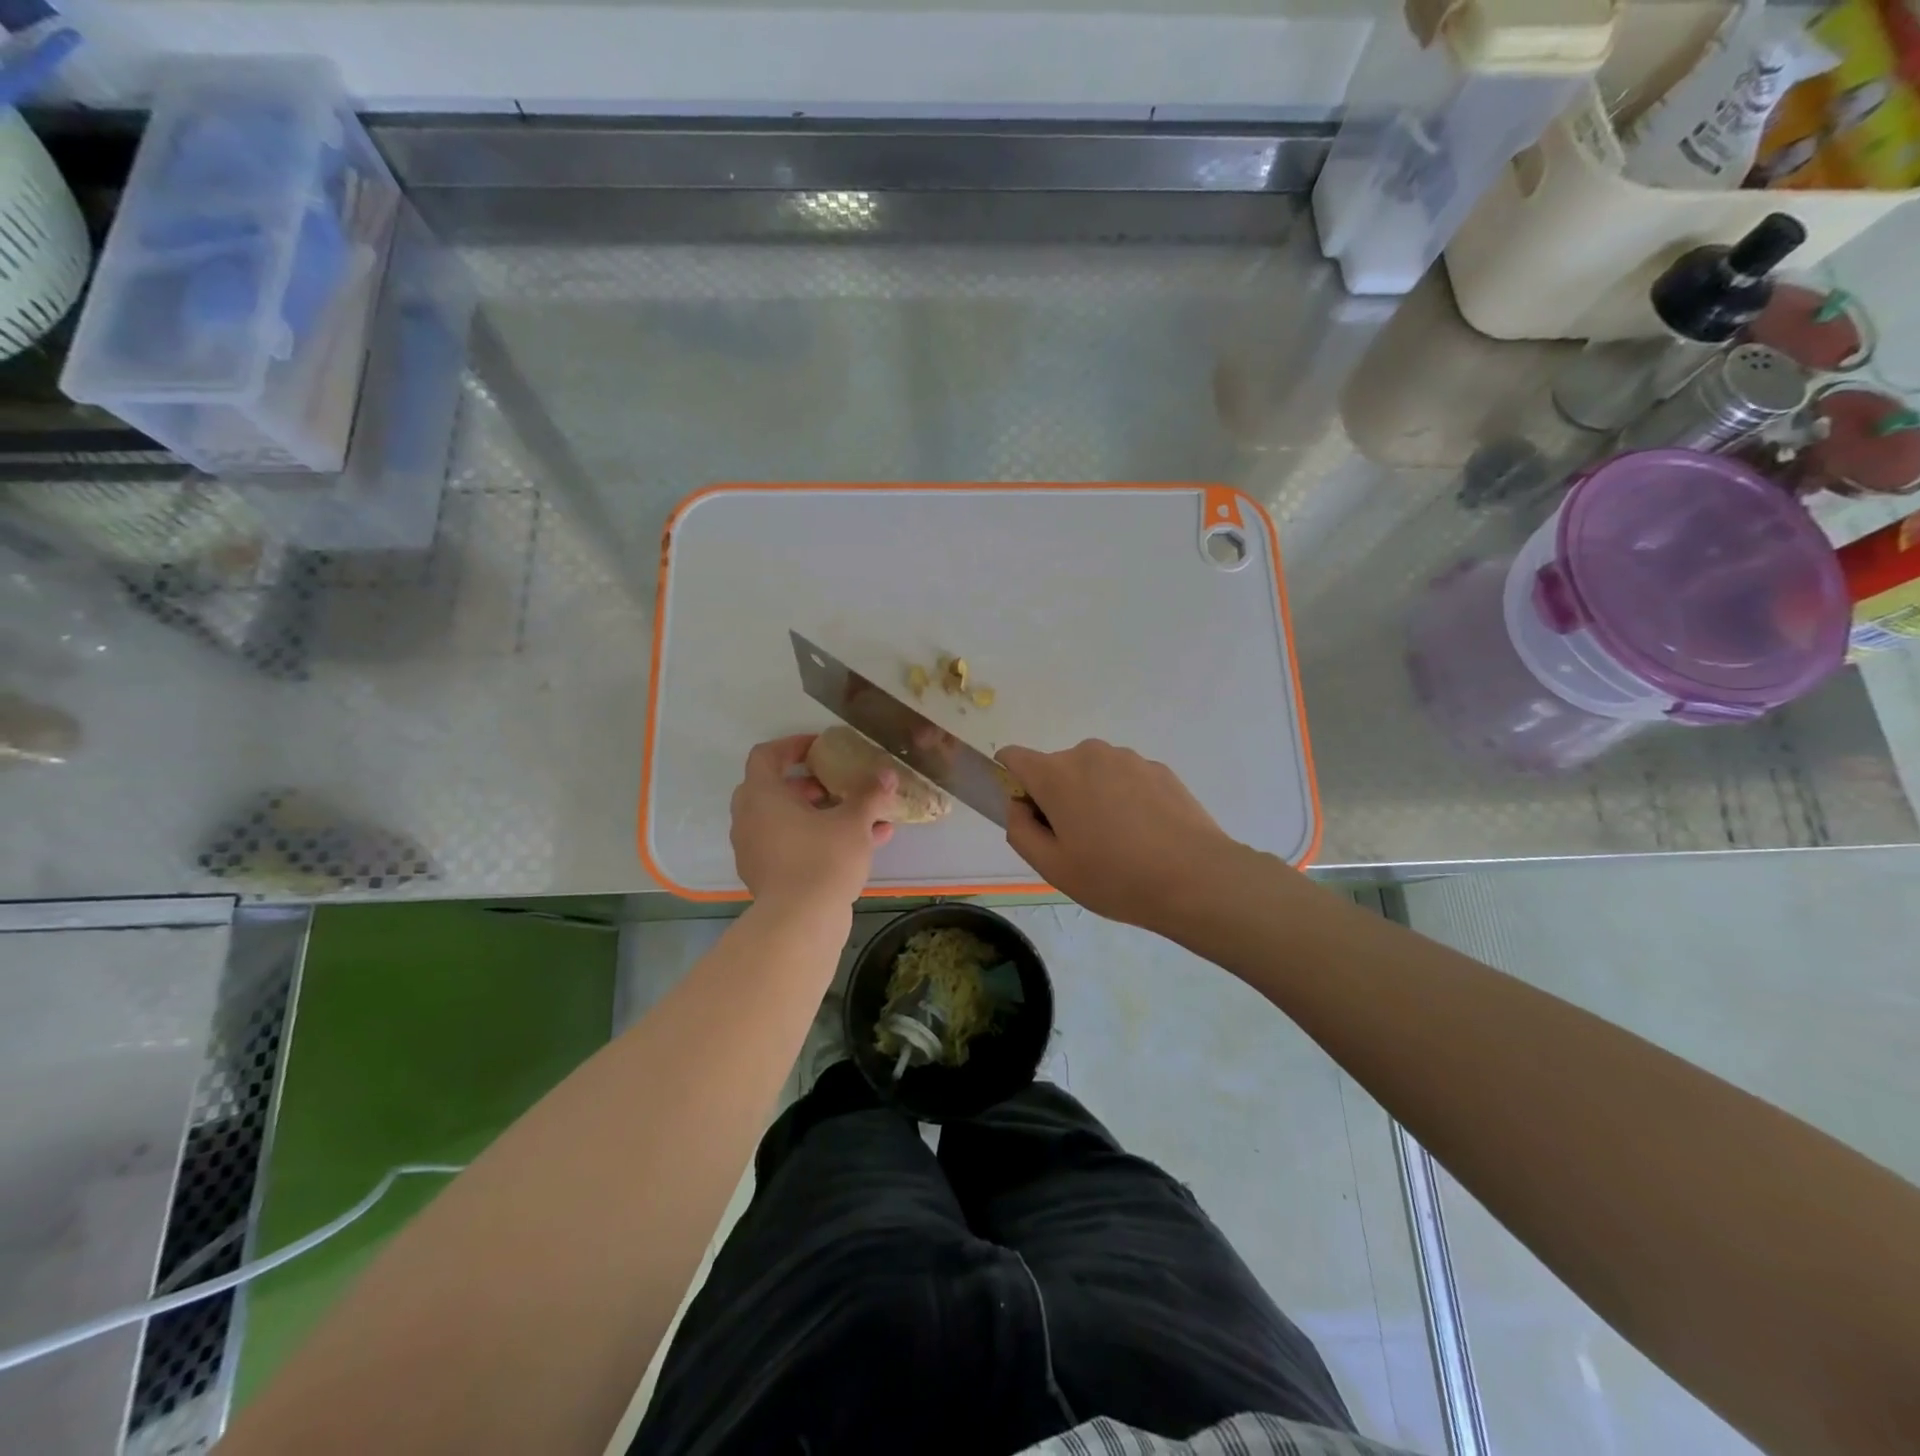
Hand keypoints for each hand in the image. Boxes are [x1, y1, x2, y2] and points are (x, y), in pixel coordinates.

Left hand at [730, 735, 895, 912]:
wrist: (800, 923)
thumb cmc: (822, 859)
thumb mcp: (853, 822)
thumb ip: (869, 794)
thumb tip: (887, 773)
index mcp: (762, 795)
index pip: (766, 755)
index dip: (792, 746)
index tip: (820, 748)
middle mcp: (749, 819)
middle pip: (775, 788)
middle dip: (810, 784)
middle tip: (838, 784)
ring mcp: (754, 849)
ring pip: (786, 820)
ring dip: (820, 814)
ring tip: (860, 817)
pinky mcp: (766, 875)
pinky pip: (791, 845)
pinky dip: (817, 839)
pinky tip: (861, 846)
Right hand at [997, 739, 1239, 928]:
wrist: (1196, 878)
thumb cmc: (1115, 877)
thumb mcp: (1052, 867)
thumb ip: (1020, 830)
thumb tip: (1019, 806)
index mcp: (1056, 774)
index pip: (1013, 757)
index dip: (1010, 782)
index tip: (1029, 814)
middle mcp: (1089, 753)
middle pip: (1056, 768)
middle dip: (1057, 797)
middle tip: (1078, 843)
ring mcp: (1128, 758)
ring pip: (1093, 773)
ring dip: (1093, 797)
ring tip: (1117, 841)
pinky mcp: (1159, 769)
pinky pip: (1125, 779)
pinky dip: (1125, 799)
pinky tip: (1145, 835)